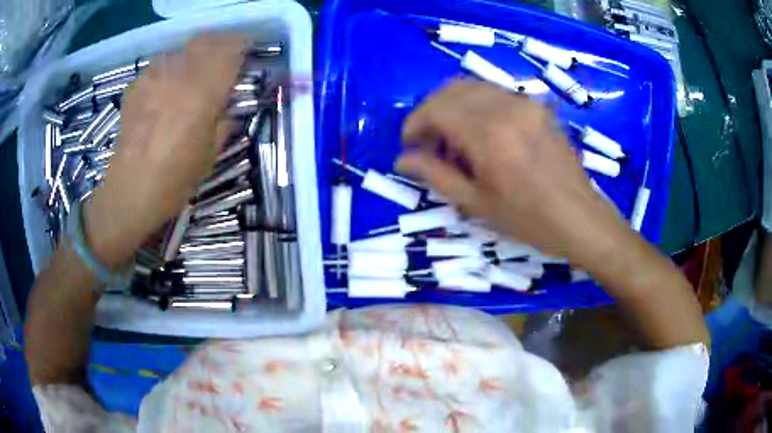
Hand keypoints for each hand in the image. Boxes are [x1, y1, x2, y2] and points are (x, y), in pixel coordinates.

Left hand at [84, 34, 246, 267]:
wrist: (129, 192)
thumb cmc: (174, 179)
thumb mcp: (211, 153)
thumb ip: (223, 119)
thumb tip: (226, 101)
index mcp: (203, 92)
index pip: (230, 51)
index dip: (242, 45)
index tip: (248, 49)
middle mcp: (179, 75)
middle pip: (205, 41)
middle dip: (220, 43)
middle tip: (225, 55)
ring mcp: (153, 77)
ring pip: (181, 49)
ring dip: (193, 54)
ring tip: (194, 71)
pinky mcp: (136, 85)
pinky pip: (159, 64)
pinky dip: (170, 68)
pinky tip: (166, 87)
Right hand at [396, 79, 628, 265]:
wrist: (581, 218)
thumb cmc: (530, 220)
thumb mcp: (478, 204)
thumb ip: (436, 175)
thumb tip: (402, 159)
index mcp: (489, 135)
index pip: (437, 109)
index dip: (415, 123)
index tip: (410, 144)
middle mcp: (506, 108)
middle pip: (452, 89)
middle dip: (431, 111)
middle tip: (429, 142)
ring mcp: (525, 103)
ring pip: (474, 86)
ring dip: (454, 106)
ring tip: (454, 139)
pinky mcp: (537, 107)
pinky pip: (496, 93)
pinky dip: (477, 105)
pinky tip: (482, 133)